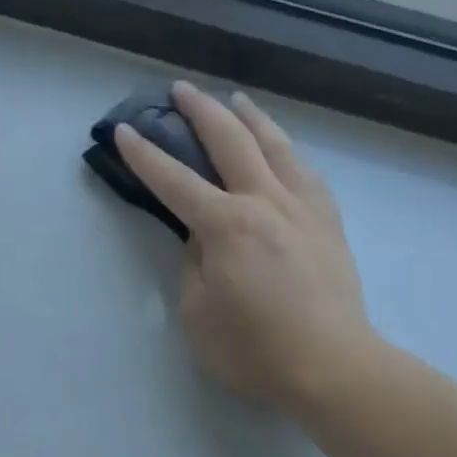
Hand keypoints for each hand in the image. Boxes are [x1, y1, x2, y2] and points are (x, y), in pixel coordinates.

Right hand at [114, 82, 372, 418]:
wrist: (332, 365)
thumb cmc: (254, 351)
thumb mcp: (197, 315)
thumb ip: (193, 267)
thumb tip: (202, 239)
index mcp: (226, 226)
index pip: (174, 181)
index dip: (145, 155)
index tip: (124, 131)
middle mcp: (264, 202)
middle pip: (229, 141)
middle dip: (199, 111)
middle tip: (179, 90)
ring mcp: (303, 207)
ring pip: (275, 144)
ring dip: (249, 117)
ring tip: (234, 100)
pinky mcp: (328, 221)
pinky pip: (304, 170)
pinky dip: (285, 150)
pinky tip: (281, 149)